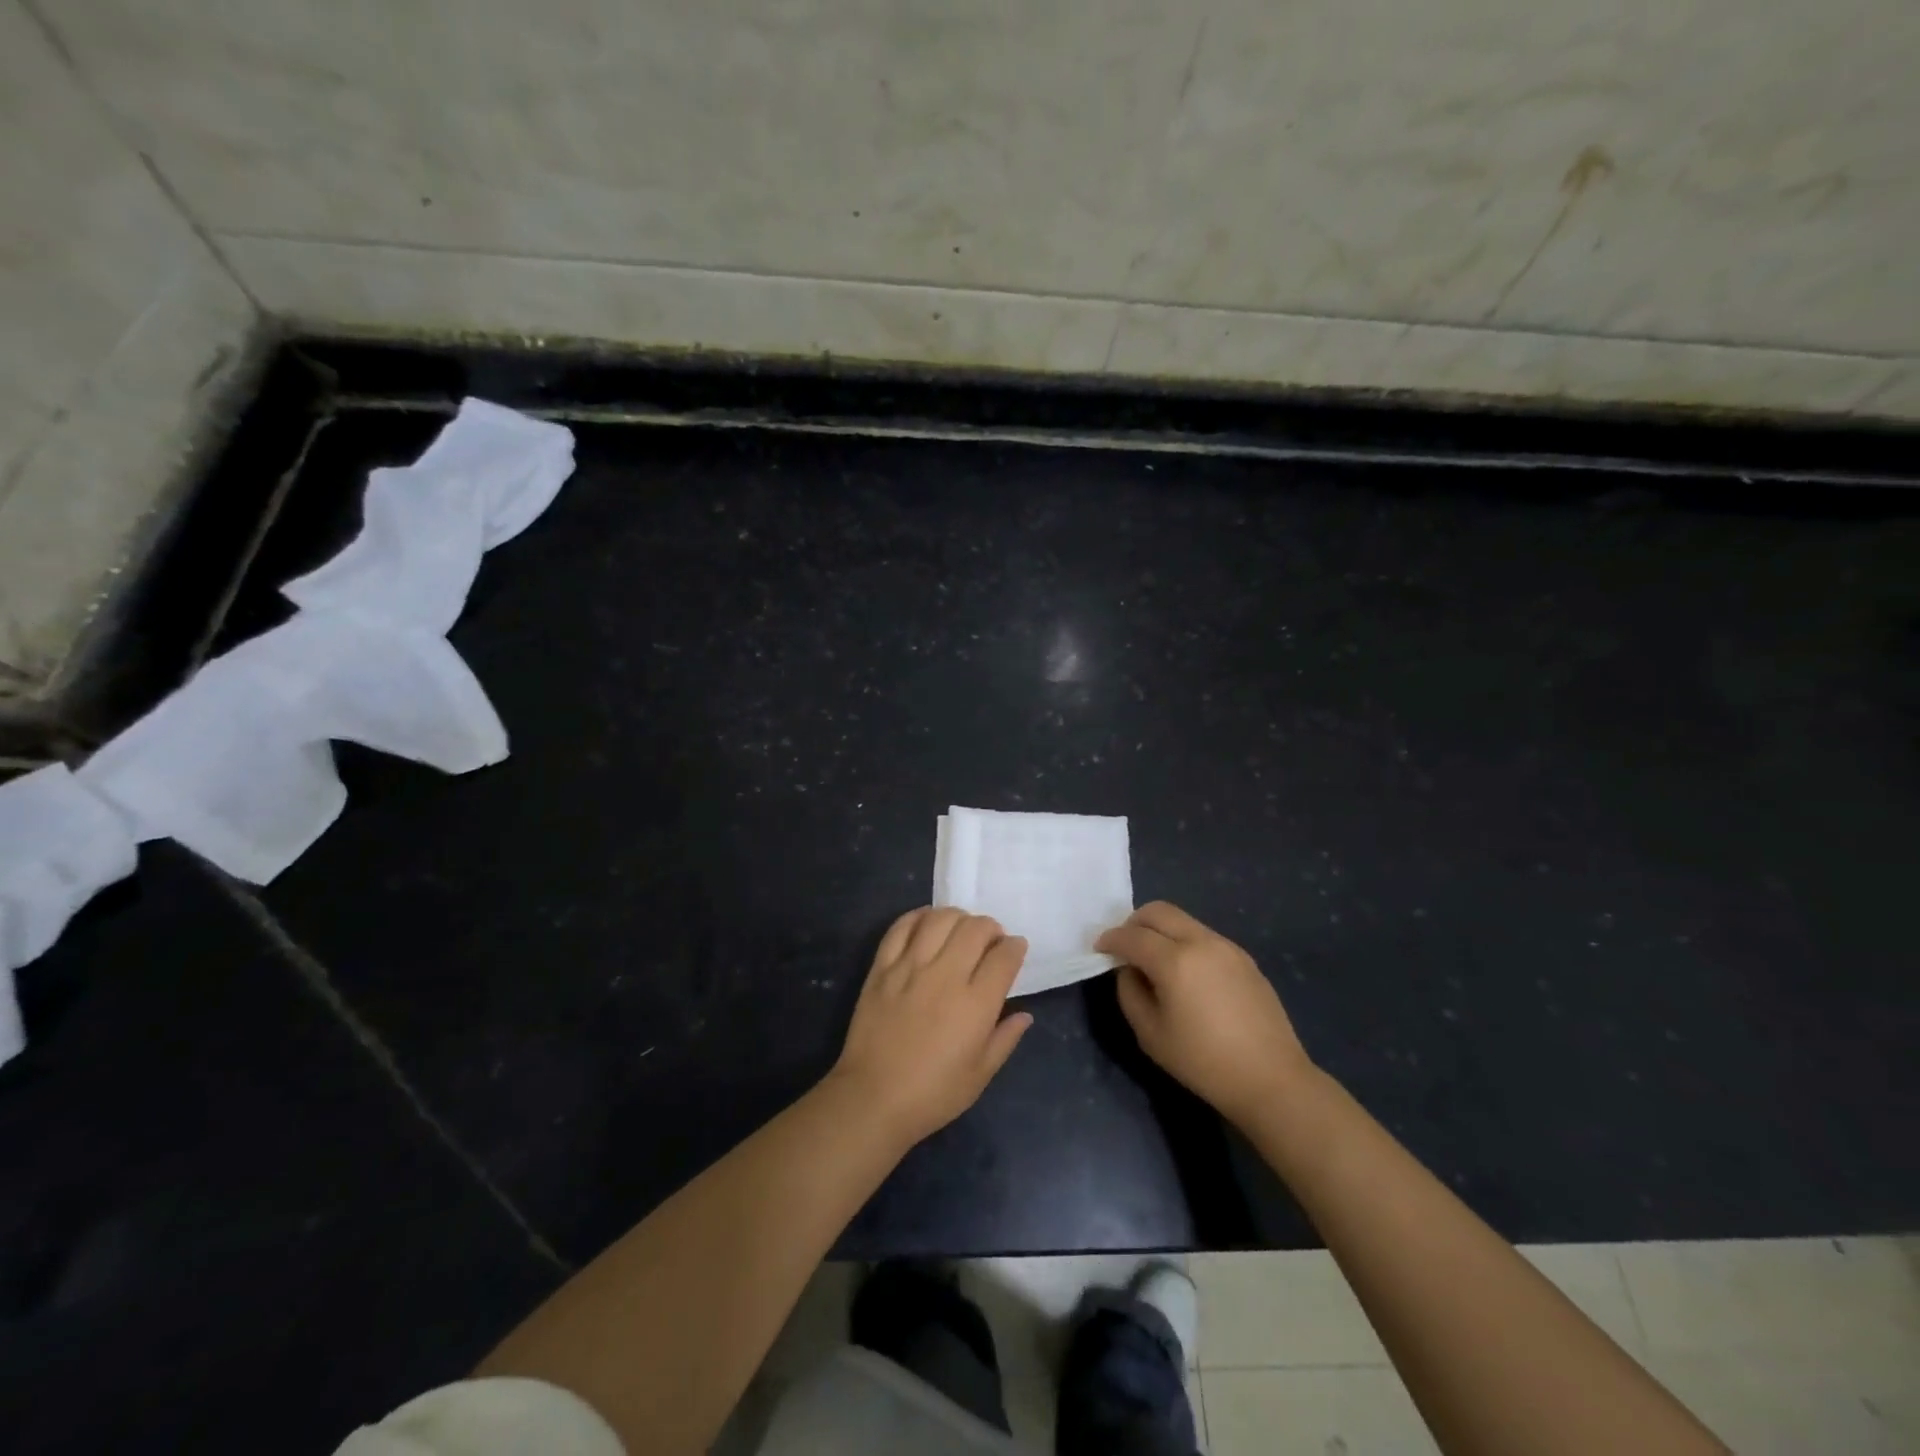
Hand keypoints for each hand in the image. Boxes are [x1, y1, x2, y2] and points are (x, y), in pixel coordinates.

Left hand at [828, 907, 1033, 1146]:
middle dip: (991, 928)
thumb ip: (1006, 1039)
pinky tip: (928, 924)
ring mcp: (910, 967)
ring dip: (958, 918)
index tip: (1015, 949)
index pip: (1004, 956)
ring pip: (940, 919)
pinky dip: (919, 917)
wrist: (873, 1099)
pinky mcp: (882, 967)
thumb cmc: (933, 1094)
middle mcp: (946, 976)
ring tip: (960, 931)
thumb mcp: (980, 1075)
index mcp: (976, 1004)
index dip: (1015, 947)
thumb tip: (1024, 1014)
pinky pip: (901, 927)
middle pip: (976, 928)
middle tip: (990, 942)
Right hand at [1096, 902, 1312, 1123]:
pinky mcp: (1244, 958)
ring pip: (1183, 920)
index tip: (1099, 949)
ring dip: (1161, 931)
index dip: (1110, 940)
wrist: (1272, 1079)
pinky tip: (1186, 974)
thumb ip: (1130, 992)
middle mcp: (1201, 942)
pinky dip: (1184, 942)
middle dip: (1134, 923)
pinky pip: (1203, 936)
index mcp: (1175, 960)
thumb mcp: (1150, 1034)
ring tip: (1155, 961)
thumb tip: (1129, 970)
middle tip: (1125, 947)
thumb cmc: (1203, 1062)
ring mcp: (1227, 946)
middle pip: (1158, 911)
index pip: (1132, 936)